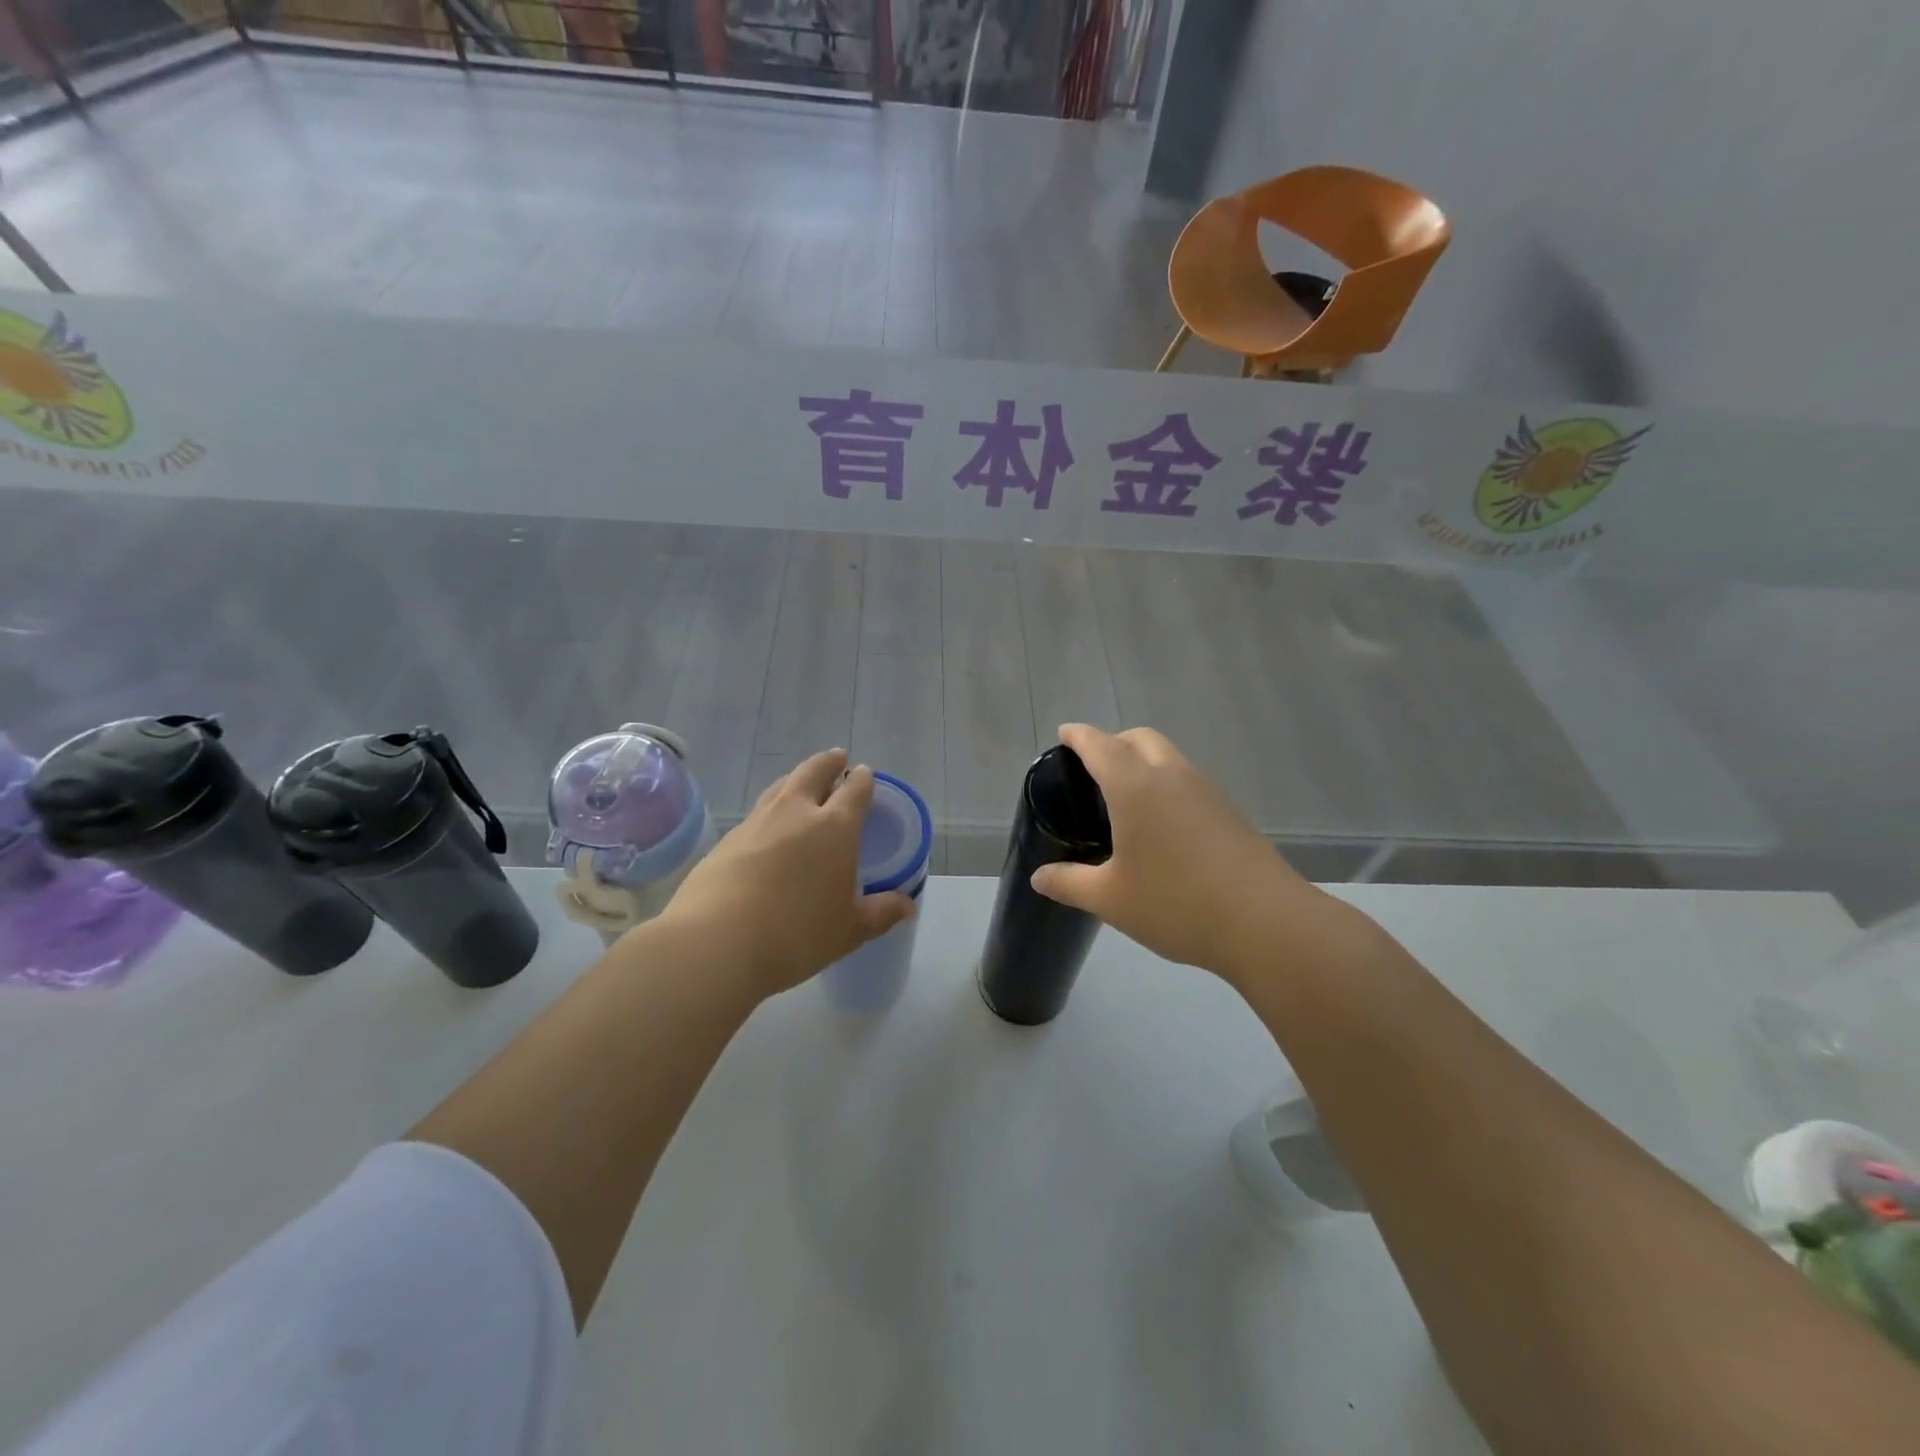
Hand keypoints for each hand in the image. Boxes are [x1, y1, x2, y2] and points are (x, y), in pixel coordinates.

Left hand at [662, 748, 913, 999]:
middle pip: (813, 771)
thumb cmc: (797, 934)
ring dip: (796, 780)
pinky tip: (768, 830)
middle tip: (836, 759)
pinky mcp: (726, 840)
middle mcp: (795, 813)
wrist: (716, 943)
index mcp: (834, 827)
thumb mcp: (850, 930)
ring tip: (801, 784)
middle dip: (828, 762)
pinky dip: (769, 811)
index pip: (854, 789)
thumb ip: (881, 913)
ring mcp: (756, 822)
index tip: (864, 773)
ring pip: (780, 787)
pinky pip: (756, 814)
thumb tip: (907, 905)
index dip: (863, 779)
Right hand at [1029, 724, 1338, 986]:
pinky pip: (1188, 782)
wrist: (1266, 923)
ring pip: (1169, 758)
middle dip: (1113, 742)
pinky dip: (1167, 785)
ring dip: (1143, 762)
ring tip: (1126, 799)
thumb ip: (1069, 883)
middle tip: (1093, 768)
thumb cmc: (1176, 904)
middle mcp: (1172, 776)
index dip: (1078, 736)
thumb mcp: (1110, 899)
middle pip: (1140, 739)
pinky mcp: (1230, 812)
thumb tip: (1039, 877)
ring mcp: (1207, 791)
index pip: (1100, 745)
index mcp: (1135, 787)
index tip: (1064, 734)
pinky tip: (1162, 826)